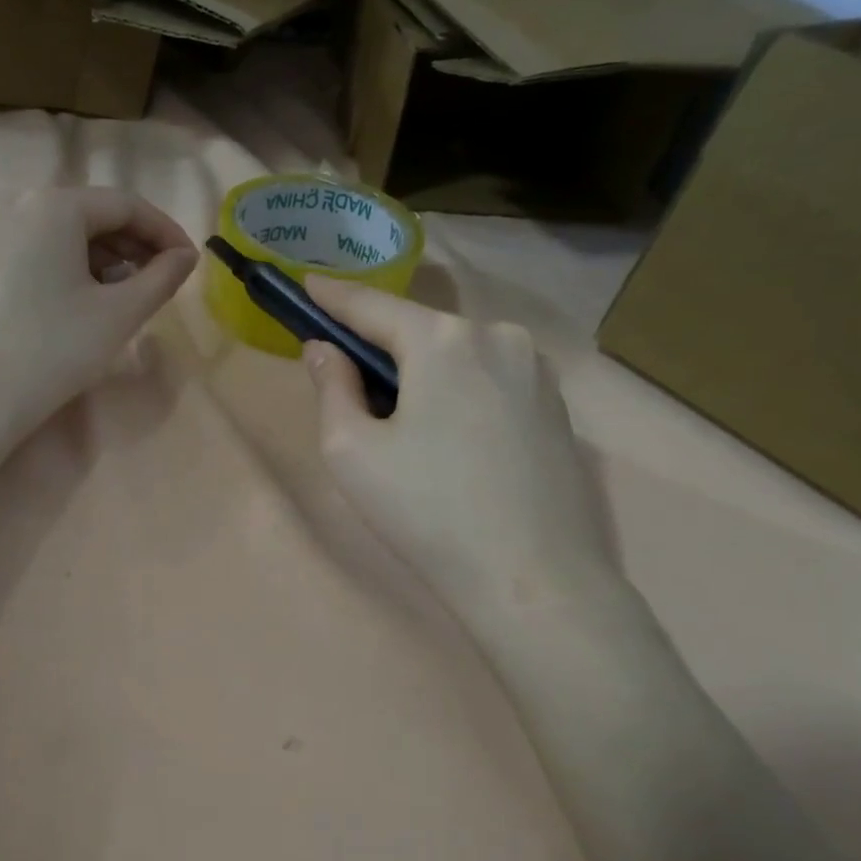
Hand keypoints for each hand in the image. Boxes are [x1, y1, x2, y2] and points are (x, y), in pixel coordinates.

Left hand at [0, 187, 198, 447]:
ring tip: (132, 295)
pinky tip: (91, 302)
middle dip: (136, 245)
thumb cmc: (58, 348)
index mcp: (56, 206)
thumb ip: (162, 277)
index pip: (126, 205)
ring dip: (109, 259)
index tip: (190, 262)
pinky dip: (77, 269)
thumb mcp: (121, 312)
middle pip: (95, 216)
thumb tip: (186, 256)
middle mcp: (23, 208)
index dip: (165, 231)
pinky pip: (44, 254)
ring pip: (69, 236)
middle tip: (163, 280)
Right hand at [301, 276, 622, 625]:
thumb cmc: (427, 510)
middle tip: (348, 380)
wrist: (533, 578)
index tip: (304, 282)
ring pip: (456, 355)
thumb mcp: (351, 451)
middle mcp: (498, 336)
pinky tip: (448, 439)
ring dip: (420, 372)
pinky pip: (488, 379)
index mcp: (444, 340)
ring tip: (401, 423)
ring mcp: (536, 370)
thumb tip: (325, 350)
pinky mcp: (556, 406)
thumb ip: (332, 387)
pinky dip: (456, 391)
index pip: (372, 306)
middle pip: (418, 330)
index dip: (333, 297)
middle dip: (379, 346)